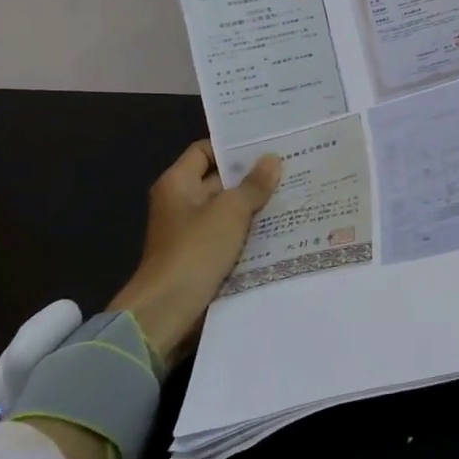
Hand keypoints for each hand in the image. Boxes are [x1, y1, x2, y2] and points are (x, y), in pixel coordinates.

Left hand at [107, 141, 281, 369]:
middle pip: (218, 180)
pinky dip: (249, 231)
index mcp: (177, 184)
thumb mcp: (230, 212)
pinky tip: (280, 227)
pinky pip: (229, 234)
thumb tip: (272, 159)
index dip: (232, 147)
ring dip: (254, 205)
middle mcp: (181, 203)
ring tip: (292, 194)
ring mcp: (190, 232)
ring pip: (227, 209)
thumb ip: (253, 185)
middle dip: (251, 176)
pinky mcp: (201, 256)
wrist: (166, 312)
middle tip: (290, 167)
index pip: (205, 151)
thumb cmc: (194, 251)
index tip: (266, 145)